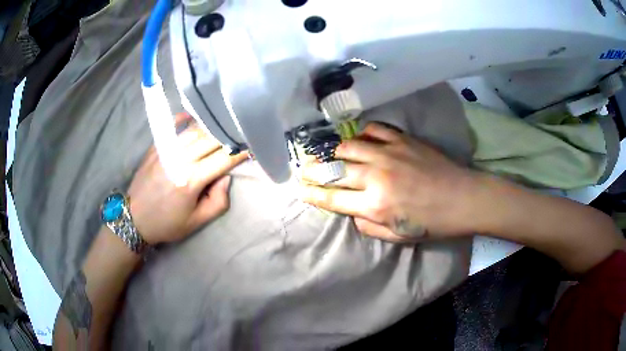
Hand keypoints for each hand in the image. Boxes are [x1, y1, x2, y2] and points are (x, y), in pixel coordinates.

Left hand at [127, 114, 247, 243]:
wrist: (135, 218)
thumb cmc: (168, 223)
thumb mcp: (197, 222)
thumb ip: (218, 202)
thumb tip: (225, 177)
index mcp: (191, 181)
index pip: (223, 159)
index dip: (240, 152)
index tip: (252, 146)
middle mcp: (180, 160)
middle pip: (210, 139)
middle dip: (228, 135)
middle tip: (241, 132)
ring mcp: (166, 151)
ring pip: (194, 131)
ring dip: (211, 127)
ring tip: (222, 125)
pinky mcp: (156, 148)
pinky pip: (172, 128)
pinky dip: (183, 118)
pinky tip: (192, 115)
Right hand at [300, 123, 478, 242]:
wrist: (462, 198)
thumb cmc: (432, 223)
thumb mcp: (397, 237)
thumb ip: (368, 225)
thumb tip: (351, 210)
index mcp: (374, 205)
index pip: (332, 198)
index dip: (312, 193)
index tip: (300, 189)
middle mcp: (376, 176)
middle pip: (334, 169)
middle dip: (314, 170)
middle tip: (305, 168)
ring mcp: (388, 153)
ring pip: (348, 146)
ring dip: (336, 152)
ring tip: (334, 156)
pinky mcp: (402, 139)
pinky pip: (373, 130)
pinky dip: (362, 134)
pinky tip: (361, 140)